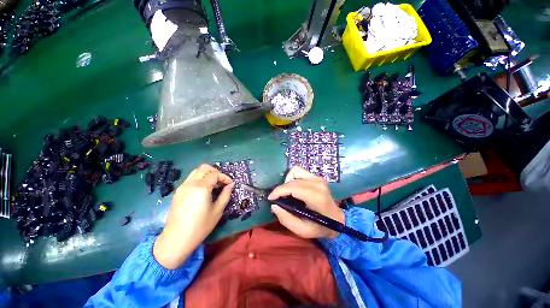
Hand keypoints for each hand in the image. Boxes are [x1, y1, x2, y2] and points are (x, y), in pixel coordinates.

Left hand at [154, 164, 233, 268]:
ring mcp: (182, 187)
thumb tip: (231, 185)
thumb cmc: (200, 226)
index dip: (225, 177)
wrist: (177, 239)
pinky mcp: (178, 192)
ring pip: (196, 171)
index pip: (215, 174)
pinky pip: (190, 179)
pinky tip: (203, 190)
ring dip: (207, 174)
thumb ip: (225, 194)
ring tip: (214, 184)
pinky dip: (199, 179)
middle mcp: (190, 183)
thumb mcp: (217, 210)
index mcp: (201, 188)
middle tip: (222, 181)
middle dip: (215, 171)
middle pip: (204, 168)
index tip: (230, 184)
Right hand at [268, 166, 344, 238]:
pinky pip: (299, 171)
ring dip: (287, 181)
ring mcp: (318, 178)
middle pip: (292, 180)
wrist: (338, 220)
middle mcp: (317, 183)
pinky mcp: (317, 177)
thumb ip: (286, 219)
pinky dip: (293, 178)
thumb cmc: (320, 227)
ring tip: (287, 193)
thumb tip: (274, 205)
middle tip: (278, 199)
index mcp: (315, 197)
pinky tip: (294, 188)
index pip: (293, 187)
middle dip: (281, 189)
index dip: (278, 191)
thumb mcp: (303, 230)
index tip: (270, 198)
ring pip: (295, 171)